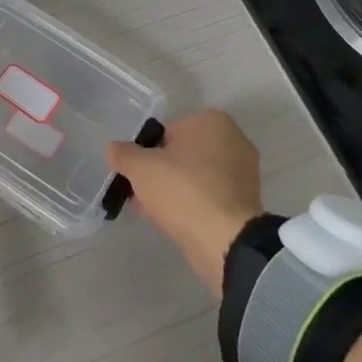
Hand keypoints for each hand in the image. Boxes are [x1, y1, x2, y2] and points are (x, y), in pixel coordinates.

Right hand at [107, 109, 263, 297]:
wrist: (225, 240)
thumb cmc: (182, 190)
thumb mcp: (140, 168)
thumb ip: (123, 154)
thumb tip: (114, 149)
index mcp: (212, 120)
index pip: (168, 131)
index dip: (147, 152)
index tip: (137, 174)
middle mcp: (233, 139)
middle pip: (183, 154)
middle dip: (161, 172)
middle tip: (142, 193)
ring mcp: (244, 172)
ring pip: (196, 176)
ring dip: (175, 190)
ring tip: (154, 212)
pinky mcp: (247, 202)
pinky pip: (210, 196)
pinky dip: (194, 205)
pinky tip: (175, 222)